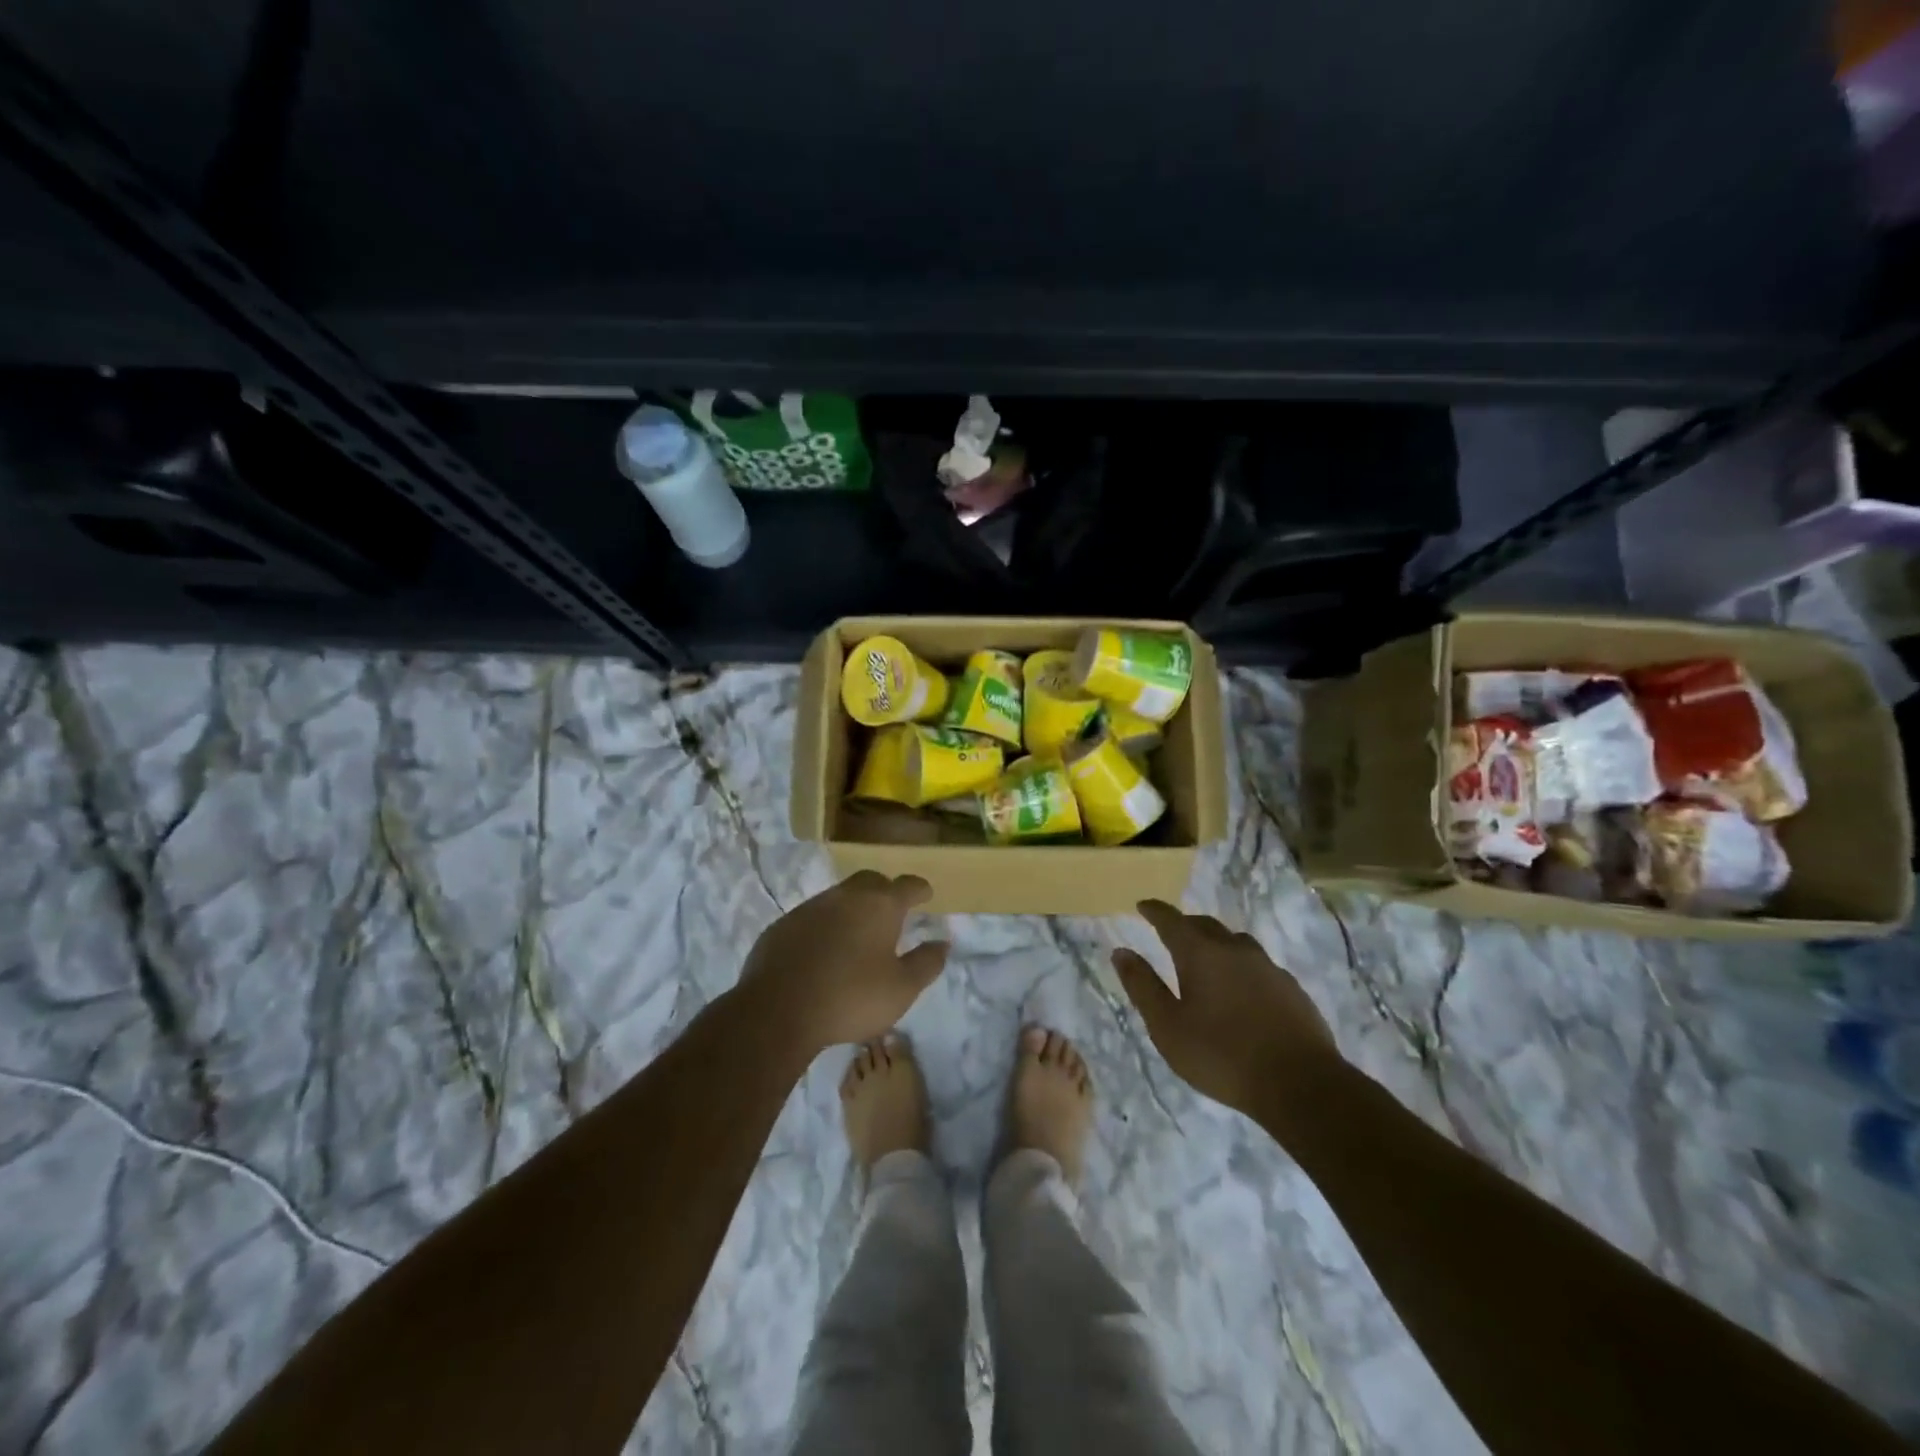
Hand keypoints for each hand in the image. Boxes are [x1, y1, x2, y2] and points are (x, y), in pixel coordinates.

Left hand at [739, 871, 948, 1052]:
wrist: (777, 1010)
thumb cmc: (851, 997)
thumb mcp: (902, 989)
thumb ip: (926, 963)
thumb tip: (942, 943)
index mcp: (880, 905)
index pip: (907, 885)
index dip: (919, 889)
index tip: (926, 894)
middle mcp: (846, 896)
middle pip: (871, 881)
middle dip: (885, 891)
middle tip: (892, 911)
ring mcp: (810, 907)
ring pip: (839, 897)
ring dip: (853, 908)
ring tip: (859, 933)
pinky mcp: (783, 925)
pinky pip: (813, 916)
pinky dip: (825, 926)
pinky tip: (824, 950)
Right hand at [1112, 899, 1338, 1118]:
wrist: (1300, 1083)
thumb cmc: (1221, 1055)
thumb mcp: (1167, 1026)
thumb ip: (1142, 986)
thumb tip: (1120, 951)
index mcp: (1200, 953)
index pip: (1171, 920)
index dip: (1154, 911)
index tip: (1142, 906)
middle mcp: (1235, 949)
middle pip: (1205, 925)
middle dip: (1185, 925)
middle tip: (1171, 933)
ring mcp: (1268, 967)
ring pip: (1236, 942)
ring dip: (1216, 943)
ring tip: (1207, 959)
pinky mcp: (1291, 988)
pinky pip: (1258, 965)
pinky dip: (1241, 967)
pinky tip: (1242, 989)